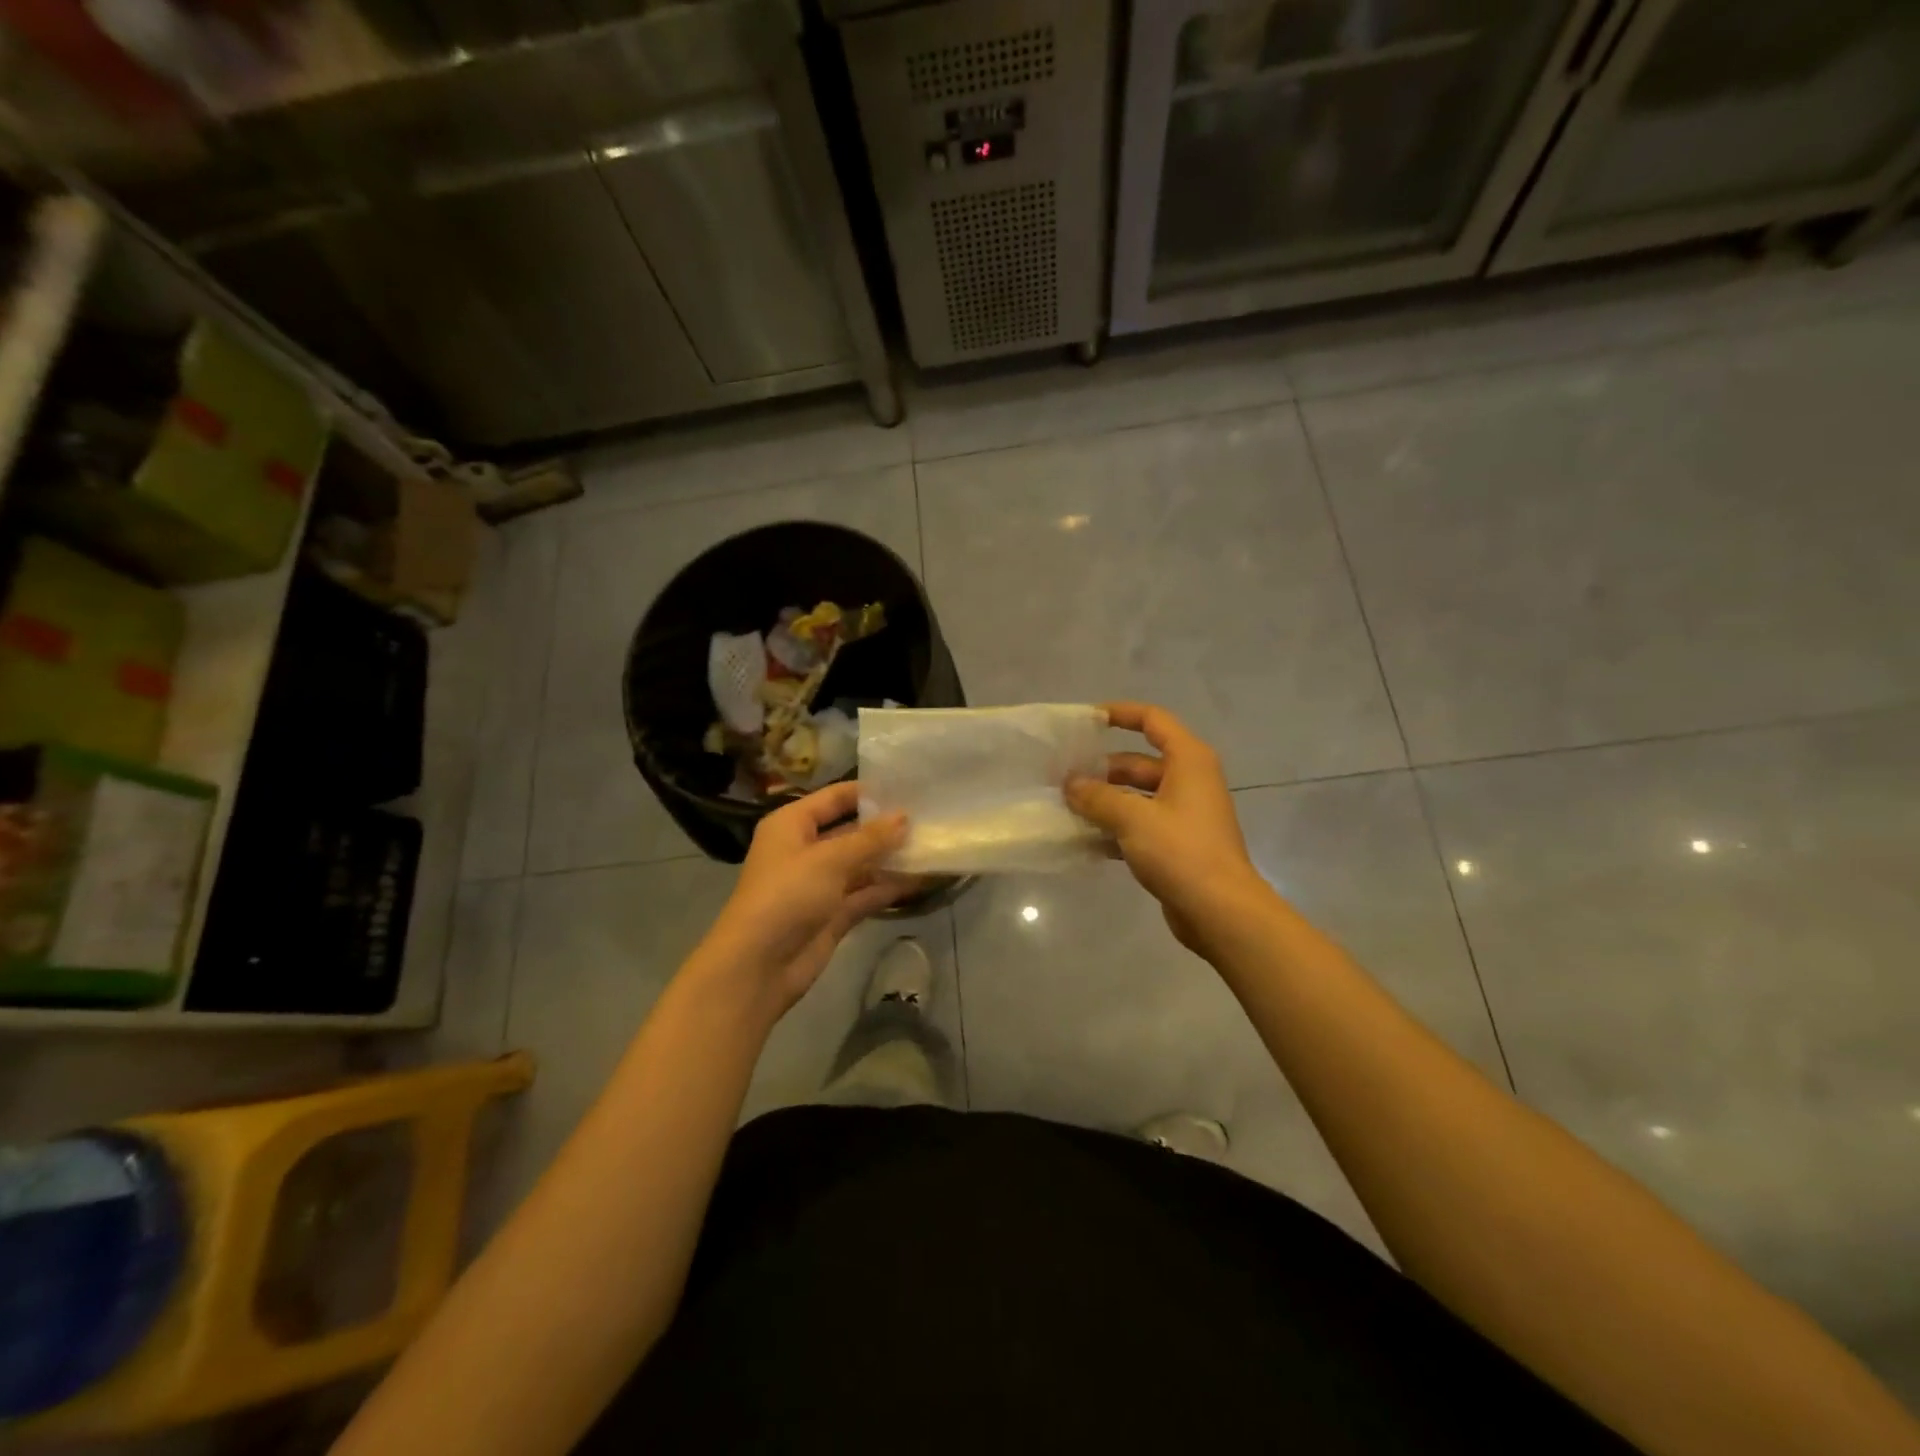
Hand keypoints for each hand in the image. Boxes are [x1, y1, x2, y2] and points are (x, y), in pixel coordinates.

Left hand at [697, 781, 908, 1014]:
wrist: (758, 966)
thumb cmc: (787, 895)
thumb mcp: (829, 859)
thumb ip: (870, 838)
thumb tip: (904, 817)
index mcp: (792, 825)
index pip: (834, 798)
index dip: (868, 792)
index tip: (908, 787)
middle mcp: (805, 850)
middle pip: (851, 831)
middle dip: (886, 827)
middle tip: (930, 817)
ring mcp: (820, 884)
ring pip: (862, 864)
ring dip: (892, 858)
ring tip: (933, 845)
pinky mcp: (833, 914)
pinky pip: (866, 893)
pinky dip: (890, 887)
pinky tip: (923, 878)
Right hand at [1065, 702, 1267, 954]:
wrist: (1220, 911)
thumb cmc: (1180, 852)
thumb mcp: (1133, 818)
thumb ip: (1097, 797)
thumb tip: (1071, 784)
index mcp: (1188, 760)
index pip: (1152, 720)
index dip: (1119, 714)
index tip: (1085, 721)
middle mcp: (1189, 780)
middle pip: (1138, 761)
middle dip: (1101, 769)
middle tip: (1061, 778)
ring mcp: (1184, 813)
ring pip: (1136, 796)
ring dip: (1104, 800)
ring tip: (1065, 807)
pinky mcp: (1177, 844)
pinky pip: (1139, 824)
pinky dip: (1115, 827)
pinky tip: (1084, 839)